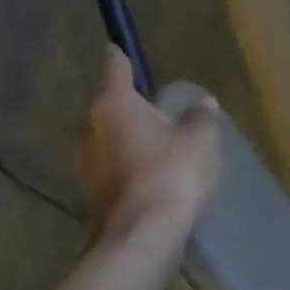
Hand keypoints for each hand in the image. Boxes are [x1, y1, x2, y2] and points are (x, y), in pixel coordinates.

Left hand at [77, 46, 220, 245]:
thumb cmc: (169, 173)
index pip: (115, 70)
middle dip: (128, 104)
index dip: (119, 58)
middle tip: (153, 102)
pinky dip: (129, 163)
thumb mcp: (199, 137)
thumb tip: (202, 104)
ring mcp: (86, 167)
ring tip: (157, 137)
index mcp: (114, 105)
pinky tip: (152, 170)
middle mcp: (91, 131)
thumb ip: (201, 116)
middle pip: (108, 107)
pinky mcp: (92, 197)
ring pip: (108, 139)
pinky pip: (112, 167)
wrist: (140, 241)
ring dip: (128, 137)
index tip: (117, 48)